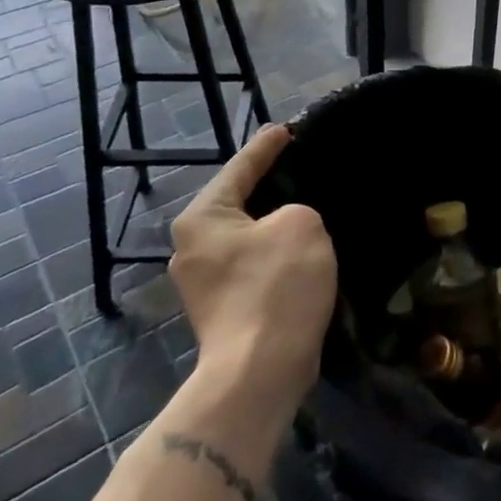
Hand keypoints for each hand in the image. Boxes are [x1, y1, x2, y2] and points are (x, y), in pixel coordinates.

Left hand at [169, 125, 336, 401]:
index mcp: (202, 217)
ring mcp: (203, 283)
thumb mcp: (302, 225)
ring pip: (247, 237)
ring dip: (275, 226)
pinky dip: (275, 255)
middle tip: (303, 168)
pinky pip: (252, 265)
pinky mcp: (222, 310)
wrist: (259, 372)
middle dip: (269, 187)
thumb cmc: (277, 286)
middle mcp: (191, 247)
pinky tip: (302, 253)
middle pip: (238, 203)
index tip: (287, 129)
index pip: (240, 167)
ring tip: (309, 209)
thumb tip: (285, 227)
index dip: (267, 146)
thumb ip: (296, 210)